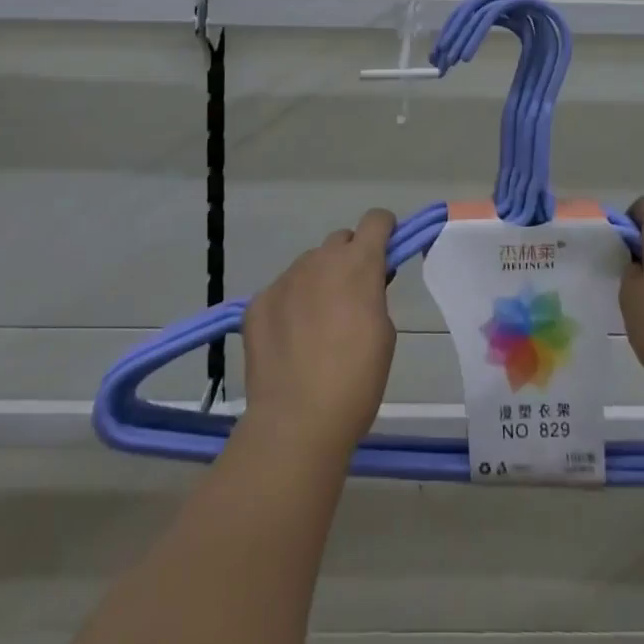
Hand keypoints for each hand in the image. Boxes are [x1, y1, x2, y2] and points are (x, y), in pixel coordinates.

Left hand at [243, 209, 397, 453]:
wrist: (297, 422)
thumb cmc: (356, 380)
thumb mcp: (384, 333)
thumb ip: (375, 295)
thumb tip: (365, 284)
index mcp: (358, 264)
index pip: (376, 220)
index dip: (384, 231)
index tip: (386, 252)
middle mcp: (320, 260)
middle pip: (340, 240)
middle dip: (350, 259)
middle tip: (352, 297)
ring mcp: (285, 279)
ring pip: (309, 265)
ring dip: (319, 280)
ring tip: (316, 325)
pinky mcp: (258, 302)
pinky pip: (281, 291)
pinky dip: (290, 305)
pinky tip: (290, 341)